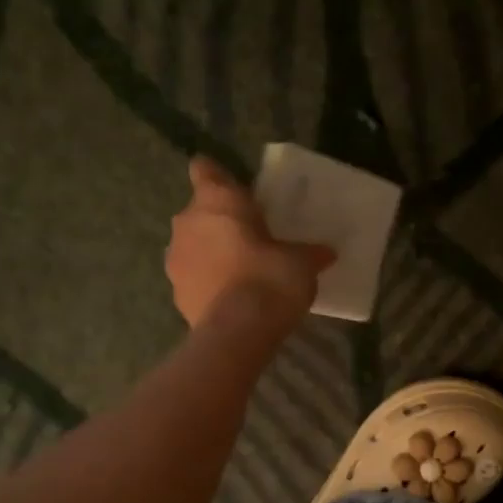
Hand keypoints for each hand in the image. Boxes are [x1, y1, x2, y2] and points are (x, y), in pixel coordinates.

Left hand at [166, 158, 334, 328]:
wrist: (237, 333)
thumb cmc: (269, 280)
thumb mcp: (302, 264)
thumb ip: (310, 253)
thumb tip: (327, 252)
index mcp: (218, 200)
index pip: (205, 169)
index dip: (220, 178)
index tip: (238, 193)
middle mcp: (188, 222)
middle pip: (200, 211)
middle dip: (221, 222)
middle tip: (251, 239)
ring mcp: (175, 259)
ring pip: (193, 245)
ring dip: (210, 253)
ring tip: (241, 272)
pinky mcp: (176, 293)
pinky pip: (193, 278)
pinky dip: (208, 283)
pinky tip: (231, 299)